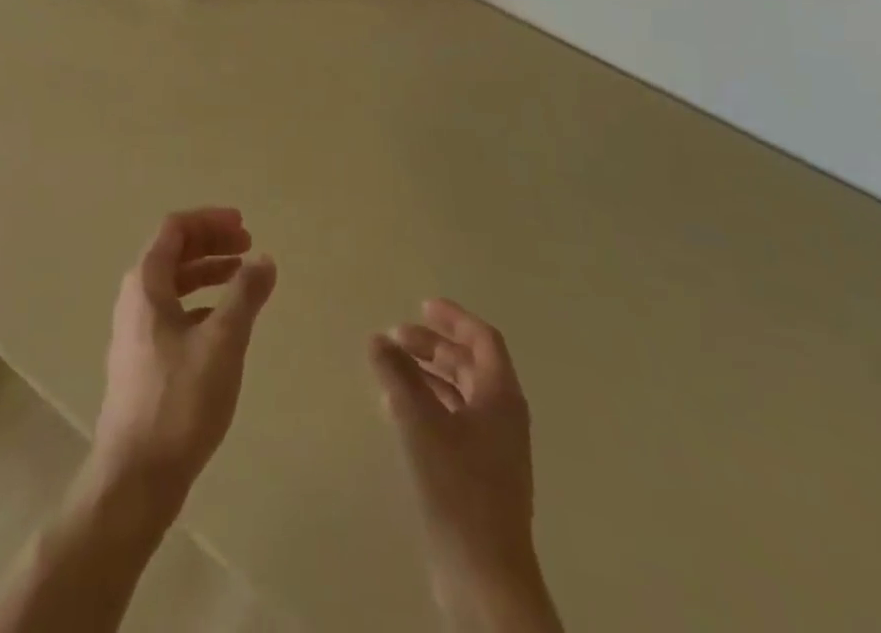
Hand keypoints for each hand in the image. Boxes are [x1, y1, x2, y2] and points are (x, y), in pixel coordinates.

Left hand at [90, 208, 276, 508]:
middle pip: (173, 252)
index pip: (175, 228)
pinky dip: (200, 303)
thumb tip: (264, 259)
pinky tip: (224, 322)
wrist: (136, 476)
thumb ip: (245, 295)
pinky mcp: (142, 358)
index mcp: (146, 282)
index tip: (244, 226)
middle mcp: (134, 297)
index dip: (210, 220)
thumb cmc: (180, 400)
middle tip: (248, 246)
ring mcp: (135, 329)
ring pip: (174, 283)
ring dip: (207, 273)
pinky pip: (173, 311)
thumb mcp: (223, 341)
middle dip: (211, 243)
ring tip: (242, 278)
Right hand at [371, 300, 559, 631]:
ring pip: (460, 395)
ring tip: (389, 372)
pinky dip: (428, 406)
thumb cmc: (458, 486)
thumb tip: (378, 339)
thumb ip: (398, 375)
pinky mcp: (480, 476)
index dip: (453, 318)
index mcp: (501, 396)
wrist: (485, 576)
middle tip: (394, 338)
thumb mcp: (420, 421)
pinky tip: (398, 413)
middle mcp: (503, 416)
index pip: (482, 339)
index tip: (421, 305)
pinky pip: (454, 422)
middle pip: (470, 365)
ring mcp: (494, 449)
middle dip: (433, 347)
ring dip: (427, 376)